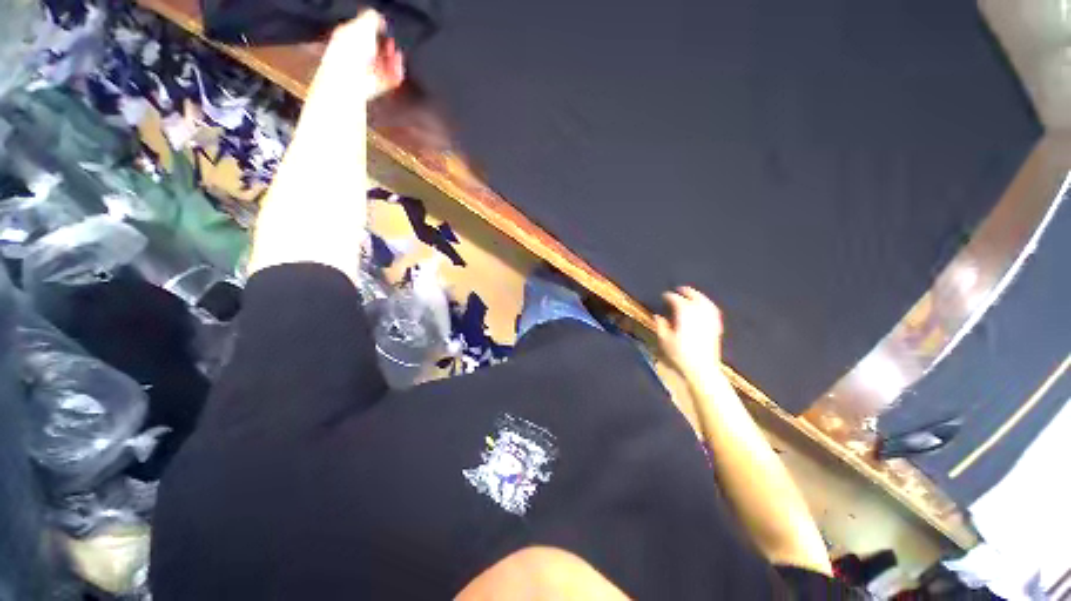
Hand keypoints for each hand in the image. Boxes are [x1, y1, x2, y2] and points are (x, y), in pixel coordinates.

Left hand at [313, 10, 405, 102]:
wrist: (350, 79)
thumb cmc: (351, 51)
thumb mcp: (363, 24)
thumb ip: (373, 18)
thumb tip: (381, 20)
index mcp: (347, 36)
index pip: (363, 31)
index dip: (376, 30)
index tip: (385, 29)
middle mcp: (355, 54)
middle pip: (375, 50)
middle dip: (387, 48)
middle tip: (392, 46)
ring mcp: (364, 72)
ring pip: (383, 65)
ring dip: (393, 62)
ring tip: (398, 59)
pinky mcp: (374, 88)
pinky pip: (388, 80)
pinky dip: (395, 76)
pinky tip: (399, 71)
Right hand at [654, 287, 723, 378]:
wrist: (702, 369)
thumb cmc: (680, 355)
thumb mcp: (665, 340)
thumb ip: (661, 326)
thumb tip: (658, 316)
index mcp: (685, 315)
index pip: (677, 300)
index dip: (670, 296)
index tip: (664, 295)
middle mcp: (699, 314)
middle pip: (694, 298)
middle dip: (687, 292)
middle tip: (680, 289)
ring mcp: (709, 321)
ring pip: (706, 303)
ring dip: (699, 296)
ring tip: (694, 295)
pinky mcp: (716, 328)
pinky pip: (714, 312)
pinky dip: (709, 306)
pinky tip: (706, 308)